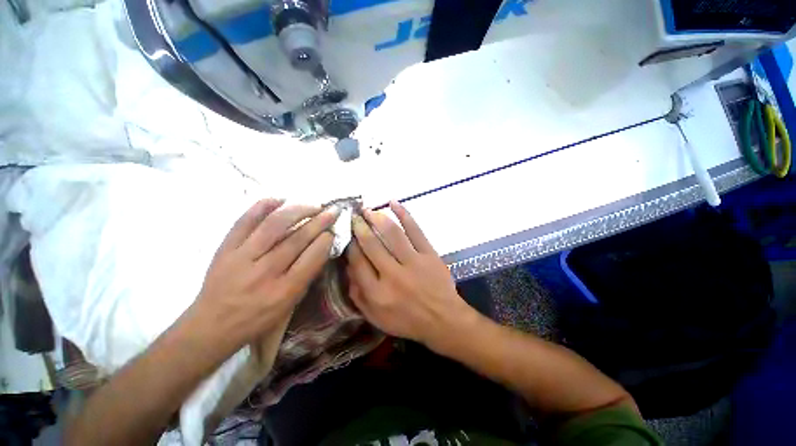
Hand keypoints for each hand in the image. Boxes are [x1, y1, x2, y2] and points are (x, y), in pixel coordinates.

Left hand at [192, 199, 338, 349]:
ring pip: (274, 225)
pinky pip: (245, 221)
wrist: (211, 324)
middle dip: (319, 221)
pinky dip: (263, 206)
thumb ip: (307, 275)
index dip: (325, 240)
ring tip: (312, 205)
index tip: (332, 232)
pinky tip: (280, 199)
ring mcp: (242, 257)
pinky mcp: (225, 248)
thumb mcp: (289, 305)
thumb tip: (321, 246)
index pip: (312, 258)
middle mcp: (265, 272)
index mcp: (284, 291)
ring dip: (298, 211)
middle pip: (297, 239)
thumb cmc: (257, 318)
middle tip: (332, 211)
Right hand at [346, 201, 472, 348]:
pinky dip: (404, 214)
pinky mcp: (429, 254)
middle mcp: (393, 275)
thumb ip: (358, 296)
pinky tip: (393, 203)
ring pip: (391, 234)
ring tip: (368, 210)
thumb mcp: (376, 318)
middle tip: (354, 216)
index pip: (357, 262)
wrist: (443, 320)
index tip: (347, 234)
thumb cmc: (407, 321)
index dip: (350, 245)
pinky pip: (415, 230)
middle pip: (371, 244)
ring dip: (378, 218)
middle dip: (360, 227)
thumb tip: (348, 268)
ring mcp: (413, 262)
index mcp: (377, 293)